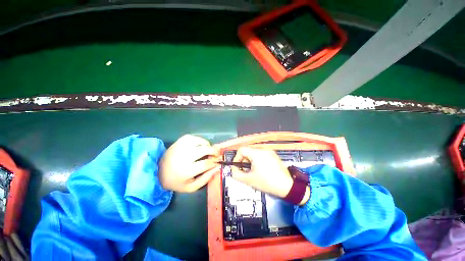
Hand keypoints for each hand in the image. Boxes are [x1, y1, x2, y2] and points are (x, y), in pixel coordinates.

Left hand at [159, 135, 219, 192]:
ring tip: (208, 149)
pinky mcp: (177, 142)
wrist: (158, 172)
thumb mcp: (191, 187)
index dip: (214, 162)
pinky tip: (200, 145)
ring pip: (199, 141)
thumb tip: (217, 167)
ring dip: (207, 144)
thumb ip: (206, 178)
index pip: (206, 164)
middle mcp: (183, 157)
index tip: (218, 162)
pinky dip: (199, 139)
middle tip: (216, 154)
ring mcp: (180, 148)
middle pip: (204, 150)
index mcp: (186, 171)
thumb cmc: (176, 181)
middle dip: (213, 151)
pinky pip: (192, 137)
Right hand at [230, 147, 293, 197]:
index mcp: (256, 153)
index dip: (236, 158)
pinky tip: (261, 168)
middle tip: (245, 170)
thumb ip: (236, 173)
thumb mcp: (248, 180)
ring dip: (250, 160)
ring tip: (253, 170)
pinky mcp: (273, 154)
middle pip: (248, 151)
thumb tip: (233, 168)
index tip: (238, 166)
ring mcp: (269, 151)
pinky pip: (261, 154)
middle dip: (244, 160)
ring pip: (254, 152)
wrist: (287, 186)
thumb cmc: (266, 182)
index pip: (241, 150)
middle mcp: (263, 149)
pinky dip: (257, 159)